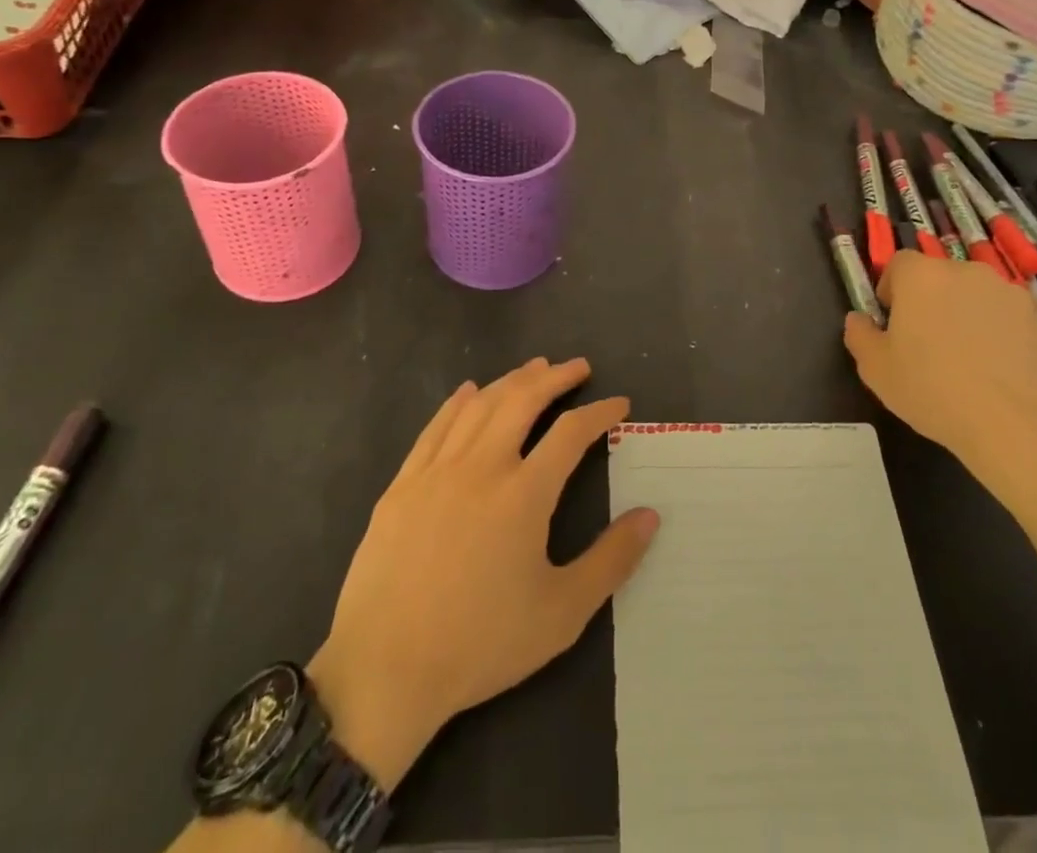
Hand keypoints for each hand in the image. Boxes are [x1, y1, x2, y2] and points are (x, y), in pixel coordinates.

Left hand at [307, 358, 659, 792]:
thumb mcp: (561, 613)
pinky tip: (469, 391)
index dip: (599, 412)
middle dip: (556, 377)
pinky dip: (458, 402)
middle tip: (578, 367)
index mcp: (524, 494)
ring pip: (480, 405)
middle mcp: (482, 466)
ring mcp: (437, 470)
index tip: (619, 404)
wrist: (385, 670)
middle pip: (523, 400)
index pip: (571, 433)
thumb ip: (611, 560)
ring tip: (534, 369)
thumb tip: (651, 515)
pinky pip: (436, 426)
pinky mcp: (403, 484)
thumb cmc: (480, 644)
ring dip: (511, 380)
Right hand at [843, 251, 1036, 500]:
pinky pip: (1005, 314)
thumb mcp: (876, 370)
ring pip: (973, 294)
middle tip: (927, 343)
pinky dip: (998, 330)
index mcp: (920, 276)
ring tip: (967, 358)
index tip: (893, 323)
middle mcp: (963, 271)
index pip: (899, 264)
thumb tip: (858, 319)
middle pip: (938, 277)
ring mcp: (1005, 291)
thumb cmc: (933, 390)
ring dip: (965, 313)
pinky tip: (998, 367)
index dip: (892, 290)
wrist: (1016, 423)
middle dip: (930, 302)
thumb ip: (860, 336)